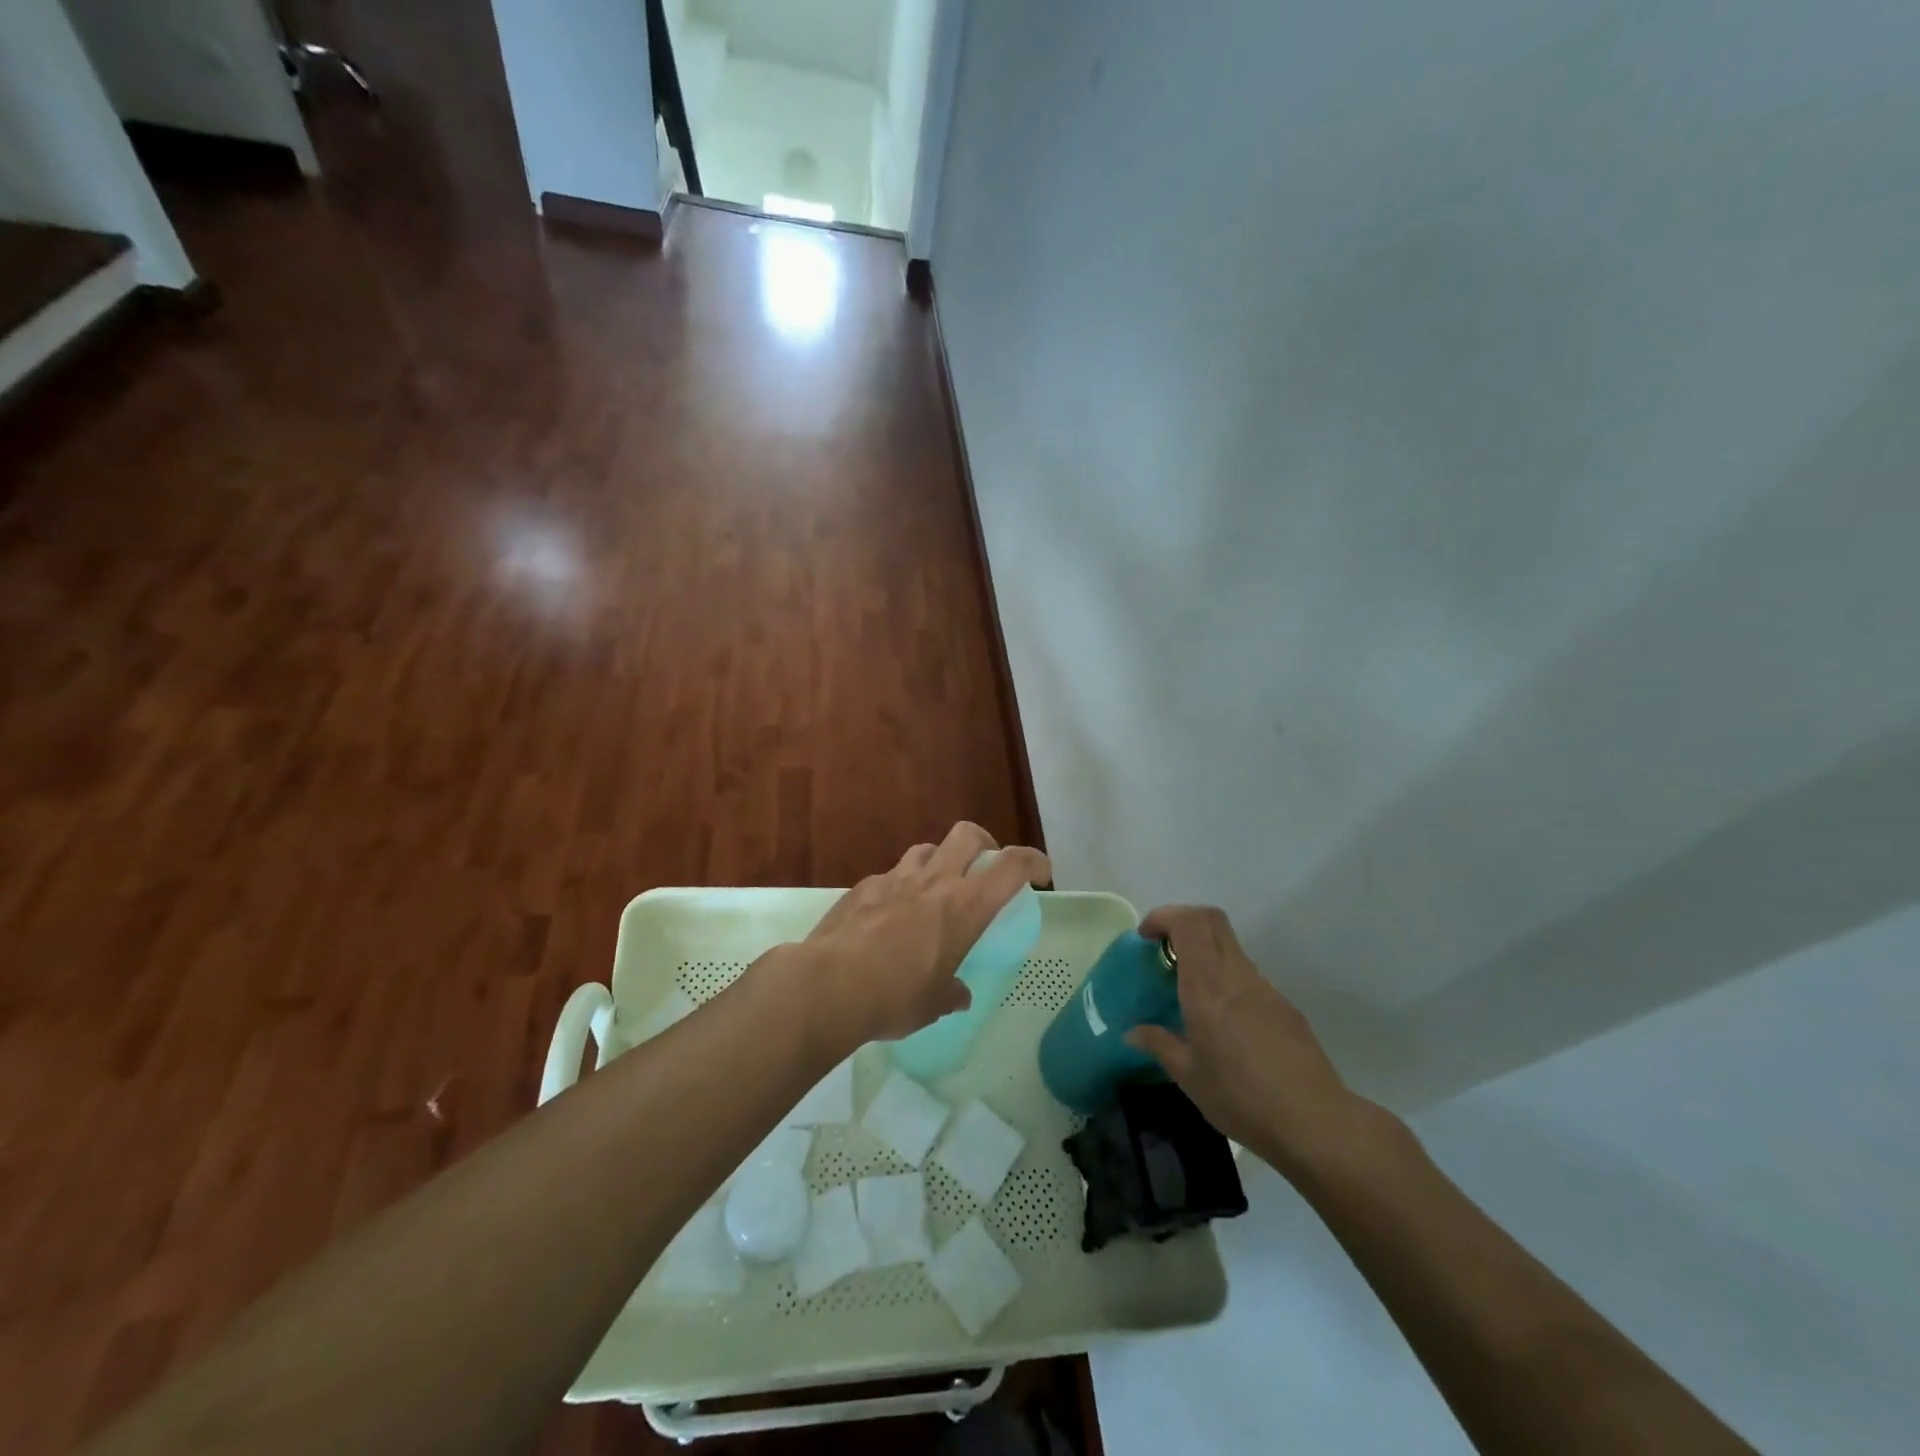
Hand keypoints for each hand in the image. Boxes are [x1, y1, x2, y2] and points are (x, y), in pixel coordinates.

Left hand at [792, 823, 1049, 1048]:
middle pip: (968, 835)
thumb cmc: (894, 997)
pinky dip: (899, 887)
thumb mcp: (933, 1004)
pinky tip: (889, 915)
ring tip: (934, 890)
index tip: (1041, 874)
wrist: (828, 985)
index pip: (1012, 865)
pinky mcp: (863, 886)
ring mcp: (894, 878)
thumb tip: (957, 996)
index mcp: (964, 906)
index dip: (1033, 861)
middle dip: (984, 843)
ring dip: (939, 862)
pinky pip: (890, 875)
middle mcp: (934, 881)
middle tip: (983, 868)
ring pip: (926, 849)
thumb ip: (951, 993)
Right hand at [1126, 905, 1367, 1175]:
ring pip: (1230, 946)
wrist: (1315, 1122)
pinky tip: (1222, 1021)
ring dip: (1205, 951)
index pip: (1188, 923)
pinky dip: (1225, 977)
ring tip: (1188, 990)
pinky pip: (1247, 976)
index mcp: (1207, 986)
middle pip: (1211, 919)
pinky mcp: (1284, 1006)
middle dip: (1182, 921)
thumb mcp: (1188, 1076)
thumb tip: (1132, 1033)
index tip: (1145, 937)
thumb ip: (1159, 1045)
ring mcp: (1264, 988)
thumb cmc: (1241, 1097)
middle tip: (1163, 949)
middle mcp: (1236, 975)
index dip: (1164, 917)